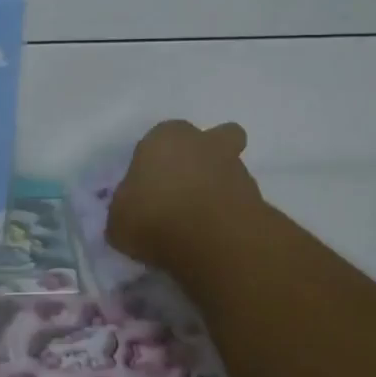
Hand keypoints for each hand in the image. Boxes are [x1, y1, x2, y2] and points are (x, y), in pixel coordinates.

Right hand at [106, 119, 263, 274]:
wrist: (212, 239)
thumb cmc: (154, 216)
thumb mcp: (118, 219)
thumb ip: (126, 209)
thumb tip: (132, 213)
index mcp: (165, 136)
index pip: (158, 140)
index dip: (155, 162)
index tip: (150, 189)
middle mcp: (202, 142)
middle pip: (210, 138)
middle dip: (202, 157)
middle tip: (185, 191)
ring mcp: (235, 165)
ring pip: (229, 166)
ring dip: (219, 186)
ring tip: (202, 221)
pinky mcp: (257, 195)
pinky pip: (239, 198)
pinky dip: (230, 211)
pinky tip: (217, 234)